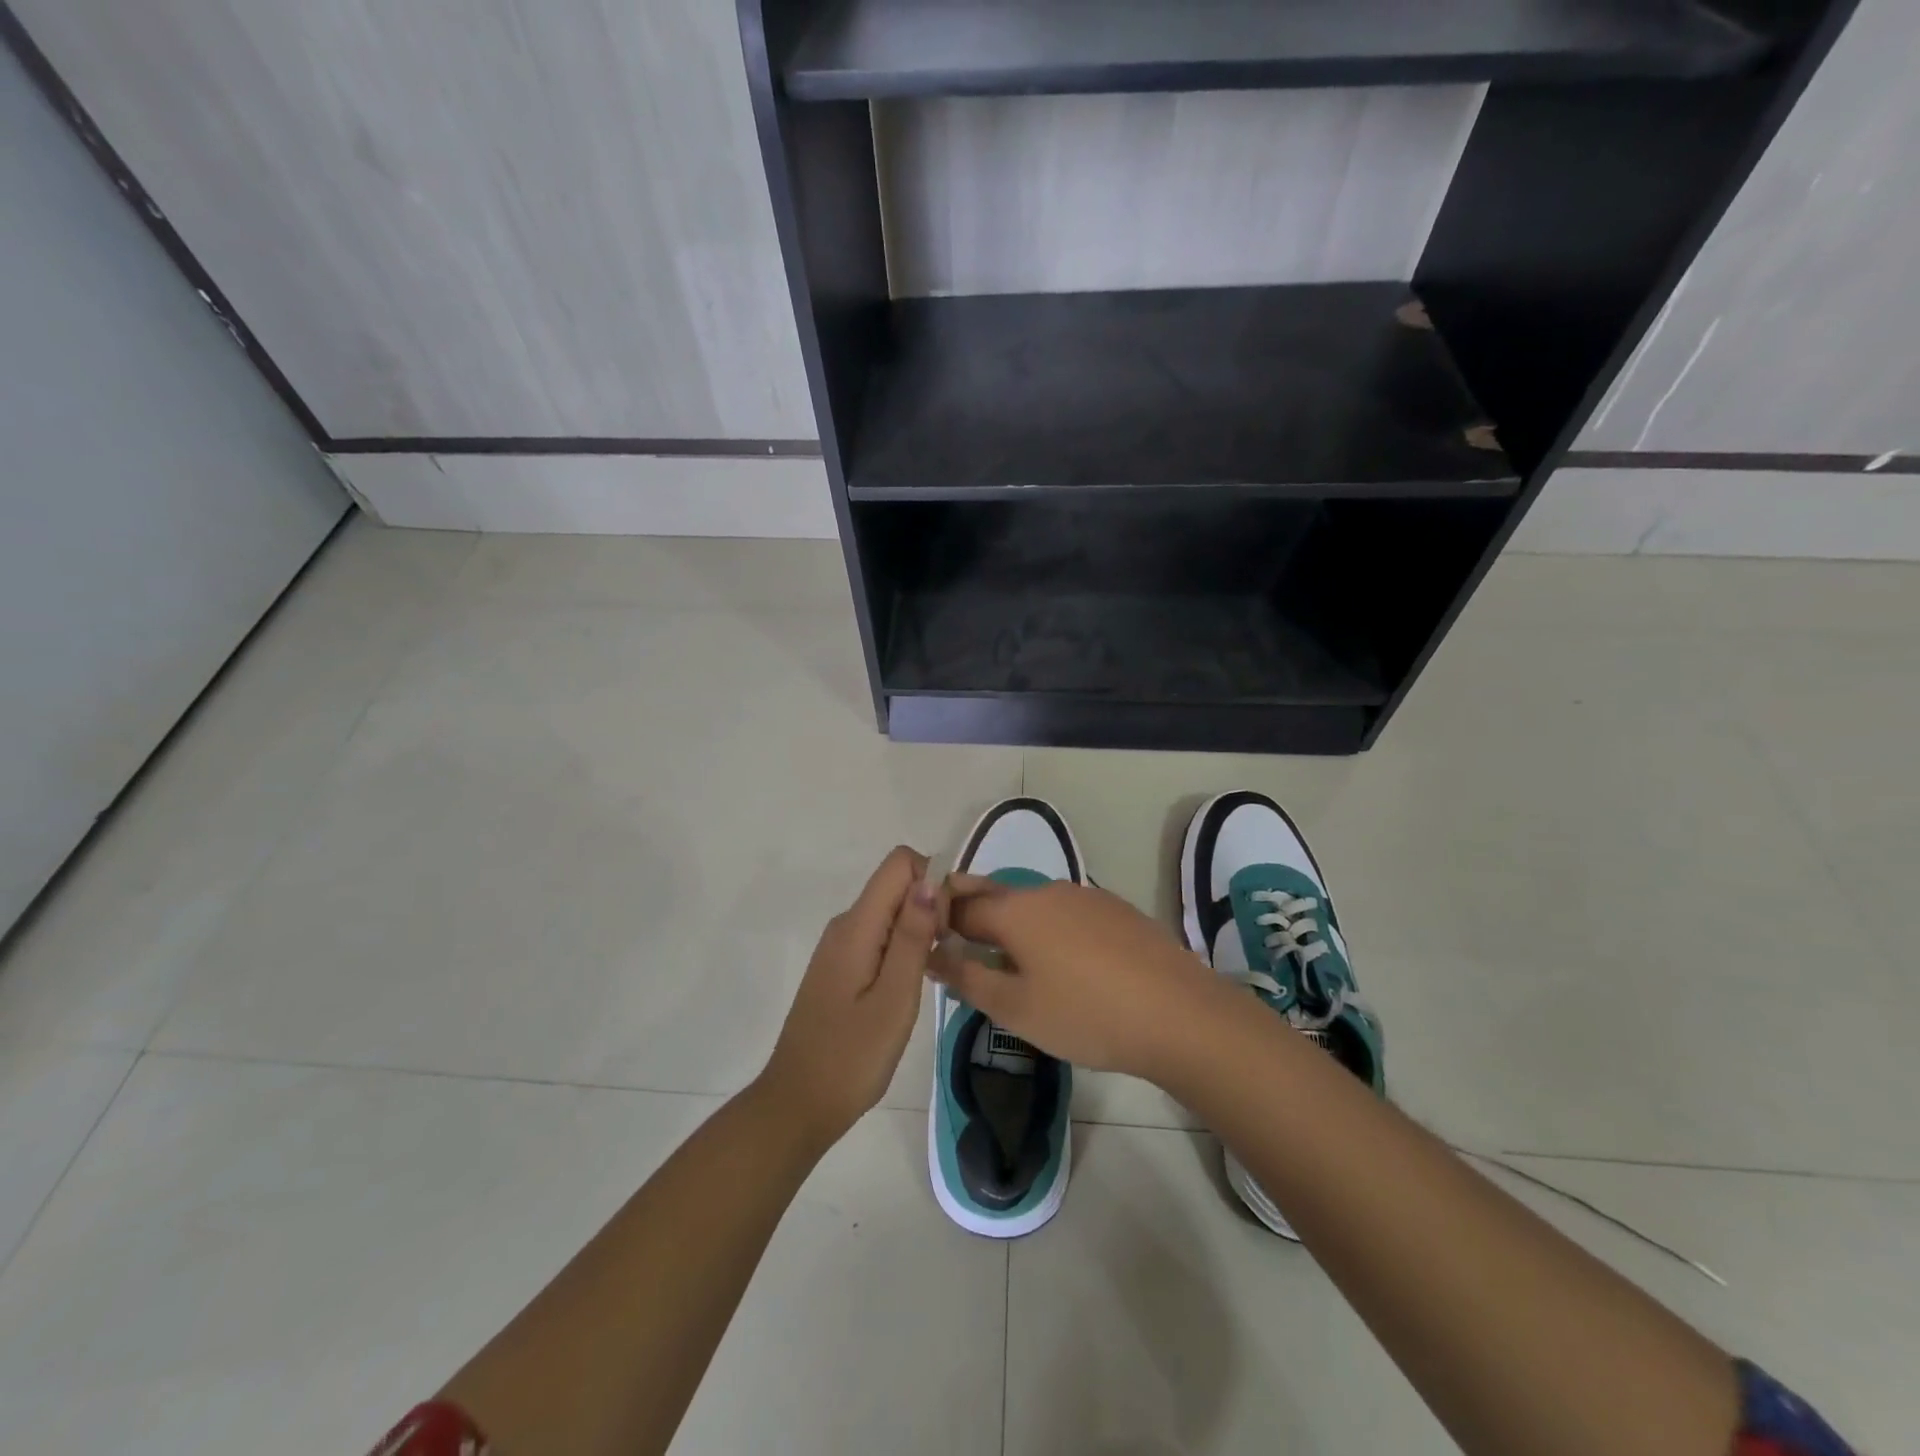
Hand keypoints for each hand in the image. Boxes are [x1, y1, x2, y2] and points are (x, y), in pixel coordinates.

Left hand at [760, 846, 941, 1146]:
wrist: (798, 1104)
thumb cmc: (852, 1057)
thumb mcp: (894, 999)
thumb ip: (912, 937)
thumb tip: (929, 880)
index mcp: (857, 926)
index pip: (899, 863)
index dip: (932, 881)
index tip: (946, 926)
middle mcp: (845, 924)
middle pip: (896, 885)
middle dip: (929, 907)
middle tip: (941, 959)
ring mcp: (840, 946)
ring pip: (890, 911)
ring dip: (918, 930)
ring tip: (928, 977)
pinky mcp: (840, 966)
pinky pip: (879, 935)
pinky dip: (902, 948)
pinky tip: (907, 988)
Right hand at [930, 876, 1218, 1078]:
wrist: (1178, 1013)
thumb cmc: (1085, 1014)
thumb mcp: (1016, 1008)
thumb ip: (968, 978)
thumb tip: (931, 955)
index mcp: (1015, 910)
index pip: (960, 905)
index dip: (939, 921)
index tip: (928, 943)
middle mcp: (1046, 891)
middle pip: (996, 894)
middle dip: (972, 912)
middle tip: (961, 945)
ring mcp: (1085, 896)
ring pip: (1032, 903)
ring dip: (1012, 923)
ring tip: (1009, 960)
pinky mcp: (1116, 909)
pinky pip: (1065, 912)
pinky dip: (1048, 928)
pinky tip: (1061, 961)